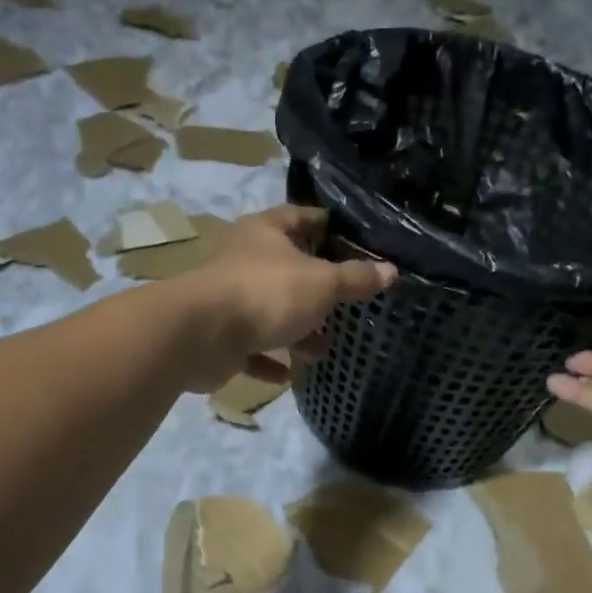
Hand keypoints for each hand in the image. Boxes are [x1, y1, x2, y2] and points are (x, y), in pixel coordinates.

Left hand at [176, 206, 396, 393]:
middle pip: (288, 268)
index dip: (330, 228)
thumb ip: (355, 279)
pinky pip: (251, 349)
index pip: (303, 217)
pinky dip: (269, 360)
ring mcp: (229, 299)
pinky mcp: (220, 336)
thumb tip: (390, 271)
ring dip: (296, 331)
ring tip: (323, 349)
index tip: (357, 244)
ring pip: (270, 312)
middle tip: (347, 305)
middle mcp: (245, 260)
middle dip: (316, 289)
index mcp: (266, 232)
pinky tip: (289, 374)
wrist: (201, 335)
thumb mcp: (322, 283)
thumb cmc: (266, 294)